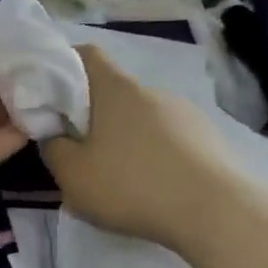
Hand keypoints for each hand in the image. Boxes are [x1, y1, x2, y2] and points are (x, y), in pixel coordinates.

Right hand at [41, 46, 249, 252]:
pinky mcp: (209, 139)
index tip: (50, 93)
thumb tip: (54, 135)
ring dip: (126, 138)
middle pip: (114, 91)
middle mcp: (152, 91)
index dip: (64, 65)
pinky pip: (169, 140)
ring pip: (143, 117)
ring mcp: (186, 113)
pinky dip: (155, 155)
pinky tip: (154, 188)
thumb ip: (53, 149)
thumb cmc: (133, 185)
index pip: (86, 54)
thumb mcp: (72, 175)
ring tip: (120, 178)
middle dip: (94, 115)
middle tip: (80, 150)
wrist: (217, 213)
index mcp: (116, 88)